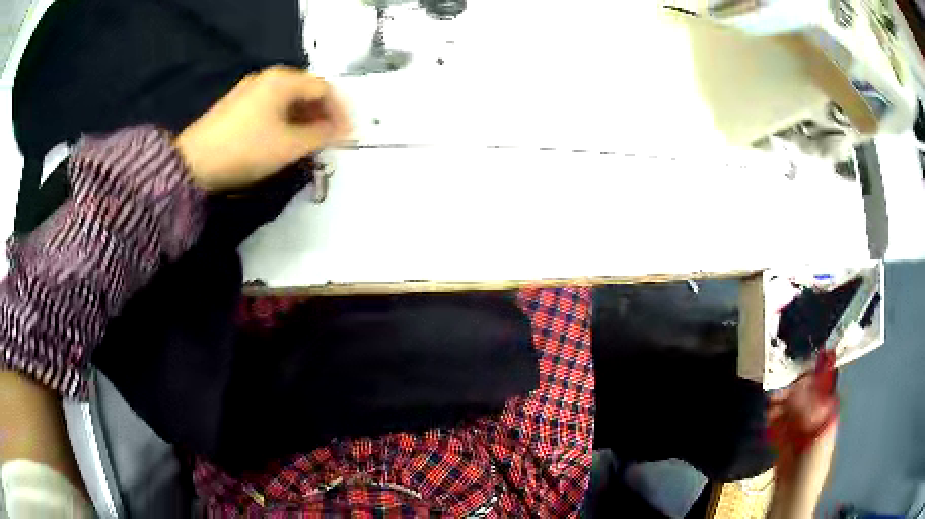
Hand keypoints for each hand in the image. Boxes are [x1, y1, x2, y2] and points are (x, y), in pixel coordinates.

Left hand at [176, 66, 351, 190]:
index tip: (347, 135)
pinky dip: (285, 120)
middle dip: (322, 114)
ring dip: (304, 119)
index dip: (339, 111)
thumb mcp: (289, 145)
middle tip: (330, 139)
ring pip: (287, 100)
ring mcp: (249, 90)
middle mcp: (267, 78)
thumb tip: (341, 131)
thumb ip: (321, 135)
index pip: (323, 88)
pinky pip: (270, 107)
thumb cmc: (246, 149)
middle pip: (305, 91)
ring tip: (310, 142)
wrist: (193, 163)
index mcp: (283, 80)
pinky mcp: (236, 105)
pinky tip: (284, 139)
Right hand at [768, 353, 838, 479]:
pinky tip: (769, 416)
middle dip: (791, 392)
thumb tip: (798, 388)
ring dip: (780, 405)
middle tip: (778, 391)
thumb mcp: (816, 434)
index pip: (822, 388)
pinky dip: (773, 419)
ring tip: (770, 405)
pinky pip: (779, 425)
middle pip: (803, 398)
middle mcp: (814, 419)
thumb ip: (809, 412)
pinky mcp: (784, 443)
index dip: (811, 377)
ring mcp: (798, 432)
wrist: (793, 495)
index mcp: (827, 414)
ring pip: (789, 410)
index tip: (798, 371)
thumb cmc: (812, 464)